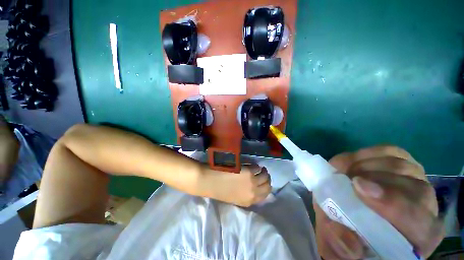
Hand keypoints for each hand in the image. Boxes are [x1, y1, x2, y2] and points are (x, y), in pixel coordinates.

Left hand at [201, 165, 271, 206]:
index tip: (263, 182)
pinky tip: (252, 165)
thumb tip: (255, 187)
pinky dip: (256, 166)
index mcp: (248, 201)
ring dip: (263, 171)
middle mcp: (253, 192)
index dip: (266, 187)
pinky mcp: (248, 171)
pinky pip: (257, 167)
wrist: (208, 181)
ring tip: (259, 168)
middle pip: (267, 186)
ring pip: (265, 176)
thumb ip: (246, 194)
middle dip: (266, 179)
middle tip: (263, 174)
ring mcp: (251, 181)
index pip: (265, 195)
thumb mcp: (235, 198)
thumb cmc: (219, 190)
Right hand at [314, 146, 443, 258]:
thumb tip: (349, 240)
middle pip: (415, 188)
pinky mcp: (401, 163)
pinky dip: (367, 153)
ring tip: (344, 172)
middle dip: (377, 180)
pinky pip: (390, 151)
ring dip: (366, 165)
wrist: (350, 216)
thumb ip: (339, 247)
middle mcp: (425, 208)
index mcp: (415, 238)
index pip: (422, 223)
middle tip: (345, 178)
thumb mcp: (336, 247)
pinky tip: (352, 163)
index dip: (395, 205)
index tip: (358, 188)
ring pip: (401, 165)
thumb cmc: (347, 235)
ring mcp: (415, 181)